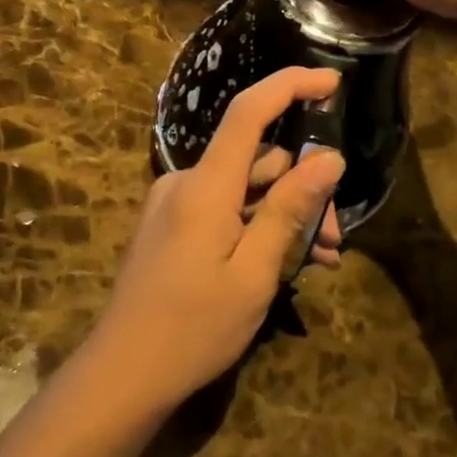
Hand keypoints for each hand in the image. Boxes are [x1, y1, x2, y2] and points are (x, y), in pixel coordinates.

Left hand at [88, 67, 346, 414]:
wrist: (122, 374)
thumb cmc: (193, 329)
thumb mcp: (254, 274)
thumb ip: (289, 210)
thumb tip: (328, 159)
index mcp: (205, 186)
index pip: (249, 112)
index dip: (290, 86)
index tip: (332, 82)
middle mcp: (185, 183)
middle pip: (256, 162)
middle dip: (302, 190)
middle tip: (334, 239)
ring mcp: (174, 205)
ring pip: (243, 191)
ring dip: (283, 215)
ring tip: (319, 259)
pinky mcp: (170, 226)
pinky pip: (223, 210)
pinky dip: (255, 227)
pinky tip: (282, 261)